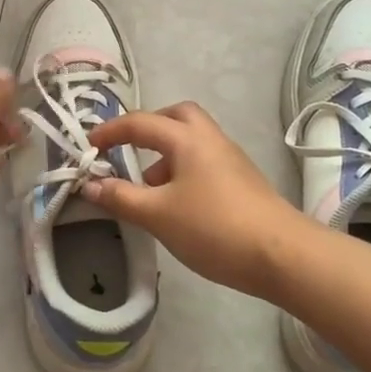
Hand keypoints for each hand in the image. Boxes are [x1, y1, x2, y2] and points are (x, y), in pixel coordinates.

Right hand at [81, 101, 304, 296]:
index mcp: (186, 139)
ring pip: (192, 140)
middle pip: (176, 116)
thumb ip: (120, 197)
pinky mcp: (241, 180)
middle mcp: (210, 139)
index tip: (89, 148)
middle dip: (148, 127)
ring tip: (147, 187)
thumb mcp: (157, 215)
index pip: (140, 123)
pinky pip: (204, 160)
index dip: (110, 132)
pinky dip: (182, 170)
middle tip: (128, 149)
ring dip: (165, 153)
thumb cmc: (214, 228)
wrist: (281, 254)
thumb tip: (90, 184)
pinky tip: (176, 204)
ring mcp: (230, 159)